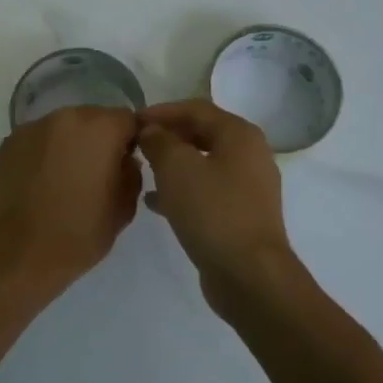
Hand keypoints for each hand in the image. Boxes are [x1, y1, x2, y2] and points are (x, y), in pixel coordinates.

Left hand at [0, 105, 141, 293]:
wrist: (20, 254)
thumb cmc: (79, 234)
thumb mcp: (124, 208)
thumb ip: (132, 174)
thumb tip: (124, 160)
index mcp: (100, 129)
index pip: (128, 119)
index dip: (131, 139)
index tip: (127, 163)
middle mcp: (65, 118)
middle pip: (93, 118)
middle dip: (99, 139)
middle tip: (96, 172)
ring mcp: (32, 128)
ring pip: (62, 128)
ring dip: (69, 144)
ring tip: (65, 178)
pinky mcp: (8, 144)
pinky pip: (37, 140)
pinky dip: (44, 153)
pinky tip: (41, 182)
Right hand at [137, 100, 298, 314]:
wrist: (248, 274)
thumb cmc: (212, 211)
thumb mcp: (176, 167)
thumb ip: (159, 141)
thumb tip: (151, 131)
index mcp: (239, 135)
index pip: (196, 109)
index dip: (161, 111)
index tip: (132, 120)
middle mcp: (250, 155)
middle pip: (202, 134)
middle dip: (167, 136)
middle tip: (135, 144)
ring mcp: (248, 187)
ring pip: (203, 164)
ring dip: (172, 164)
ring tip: (141, 170)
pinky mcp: (240, 215)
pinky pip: (206, 191)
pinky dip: (181, 190)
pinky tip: (154, 202)